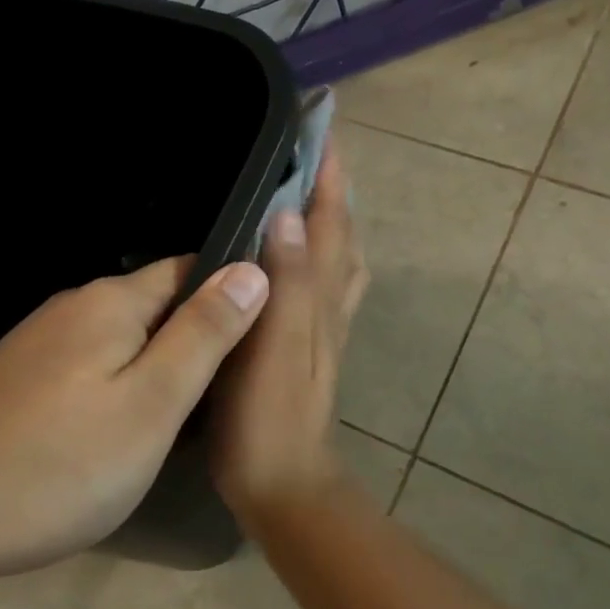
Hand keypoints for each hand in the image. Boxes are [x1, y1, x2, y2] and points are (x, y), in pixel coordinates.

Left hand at [0, 256, 269, 578]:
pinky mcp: (16, 379)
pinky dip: (116, 386)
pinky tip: (119, 429)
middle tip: (230, 388)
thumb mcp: (153, 402)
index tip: (263, 331)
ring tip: (185, 414)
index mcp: (112, 301)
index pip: (190, 269)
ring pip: (120, 339)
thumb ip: (205, 334)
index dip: (230, 292)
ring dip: (155, 364)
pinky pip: (87, 366)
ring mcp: (38, 343)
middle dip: (194, 335)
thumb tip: (252, 270)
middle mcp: (74, 307)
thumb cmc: (59, 462)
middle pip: (154, 305)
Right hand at [210, 139, 369, 535]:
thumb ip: (286, 281)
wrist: (284, 483)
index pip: (329, 219)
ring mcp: (326, 324)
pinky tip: (304, 254)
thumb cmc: (268, 416)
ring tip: (313, 186)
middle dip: (333, 185)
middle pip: (340, 231)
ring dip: (333, 216)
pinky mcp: (313, 344)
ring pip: (338, 255)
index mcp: (320, 294)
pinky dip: (323, 251)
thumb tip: (289, 214)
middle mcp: (331, 301)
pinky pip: (326, 281)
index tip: (323, 125)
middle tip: (314, 146)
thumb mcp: (275, 345)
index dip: (328, 172)